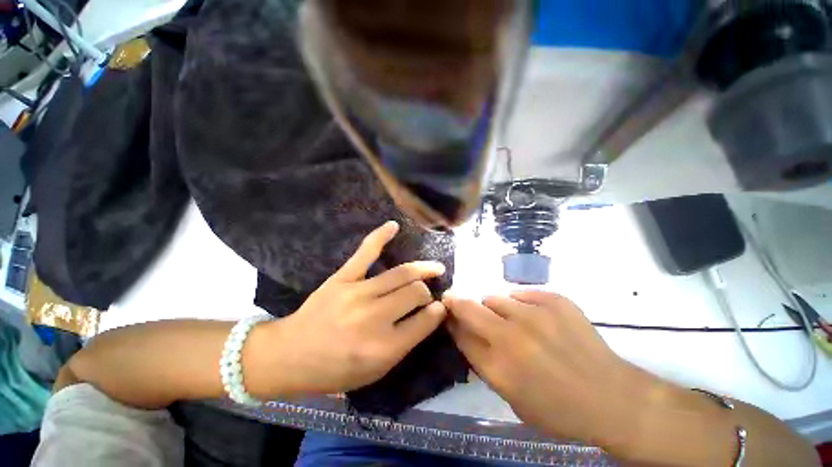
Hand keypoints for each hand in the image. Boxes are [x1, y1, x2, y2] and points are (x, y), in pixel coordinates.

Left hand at [268, 221, 447, 395]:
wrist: (290, 355)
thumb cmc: (335, 370)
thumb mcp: (376, 371)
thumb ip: (406, 343)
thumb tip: (430, 314)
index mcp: (384, 347)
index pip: (425, 320)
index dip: (438, 311)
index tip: (440, 306)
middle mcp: (375, 317)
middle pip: (415, 291)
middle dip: (427, 291)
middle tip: (427, 293)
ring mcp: (358, 293)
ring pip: (401, 273)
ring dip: (422, 268)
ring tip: (434, 267)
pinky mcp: (342, 278)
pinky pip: (366, 252)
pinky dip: (380, 236)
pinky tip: (393, 225)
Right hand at [444, 291, 661, 446]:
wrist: (613, 399)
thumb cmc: (558, 409)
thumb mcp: (511, 397)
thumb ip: (482, 362)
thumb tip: (463, 331)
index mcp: (498, 367)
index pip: (459, 333)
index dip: (450, 321)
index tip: (447, 314)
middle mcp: (511, 336)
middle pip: (468, 307)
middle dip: (457, 302)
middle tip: (456, 300)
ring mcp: (534, 314)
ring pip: (495, 298)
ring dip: (495, 308)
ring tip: (511, 320)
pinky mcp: (554, 300)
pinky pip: (521, 293)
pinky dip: (521, 304)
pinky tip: (536, 319)